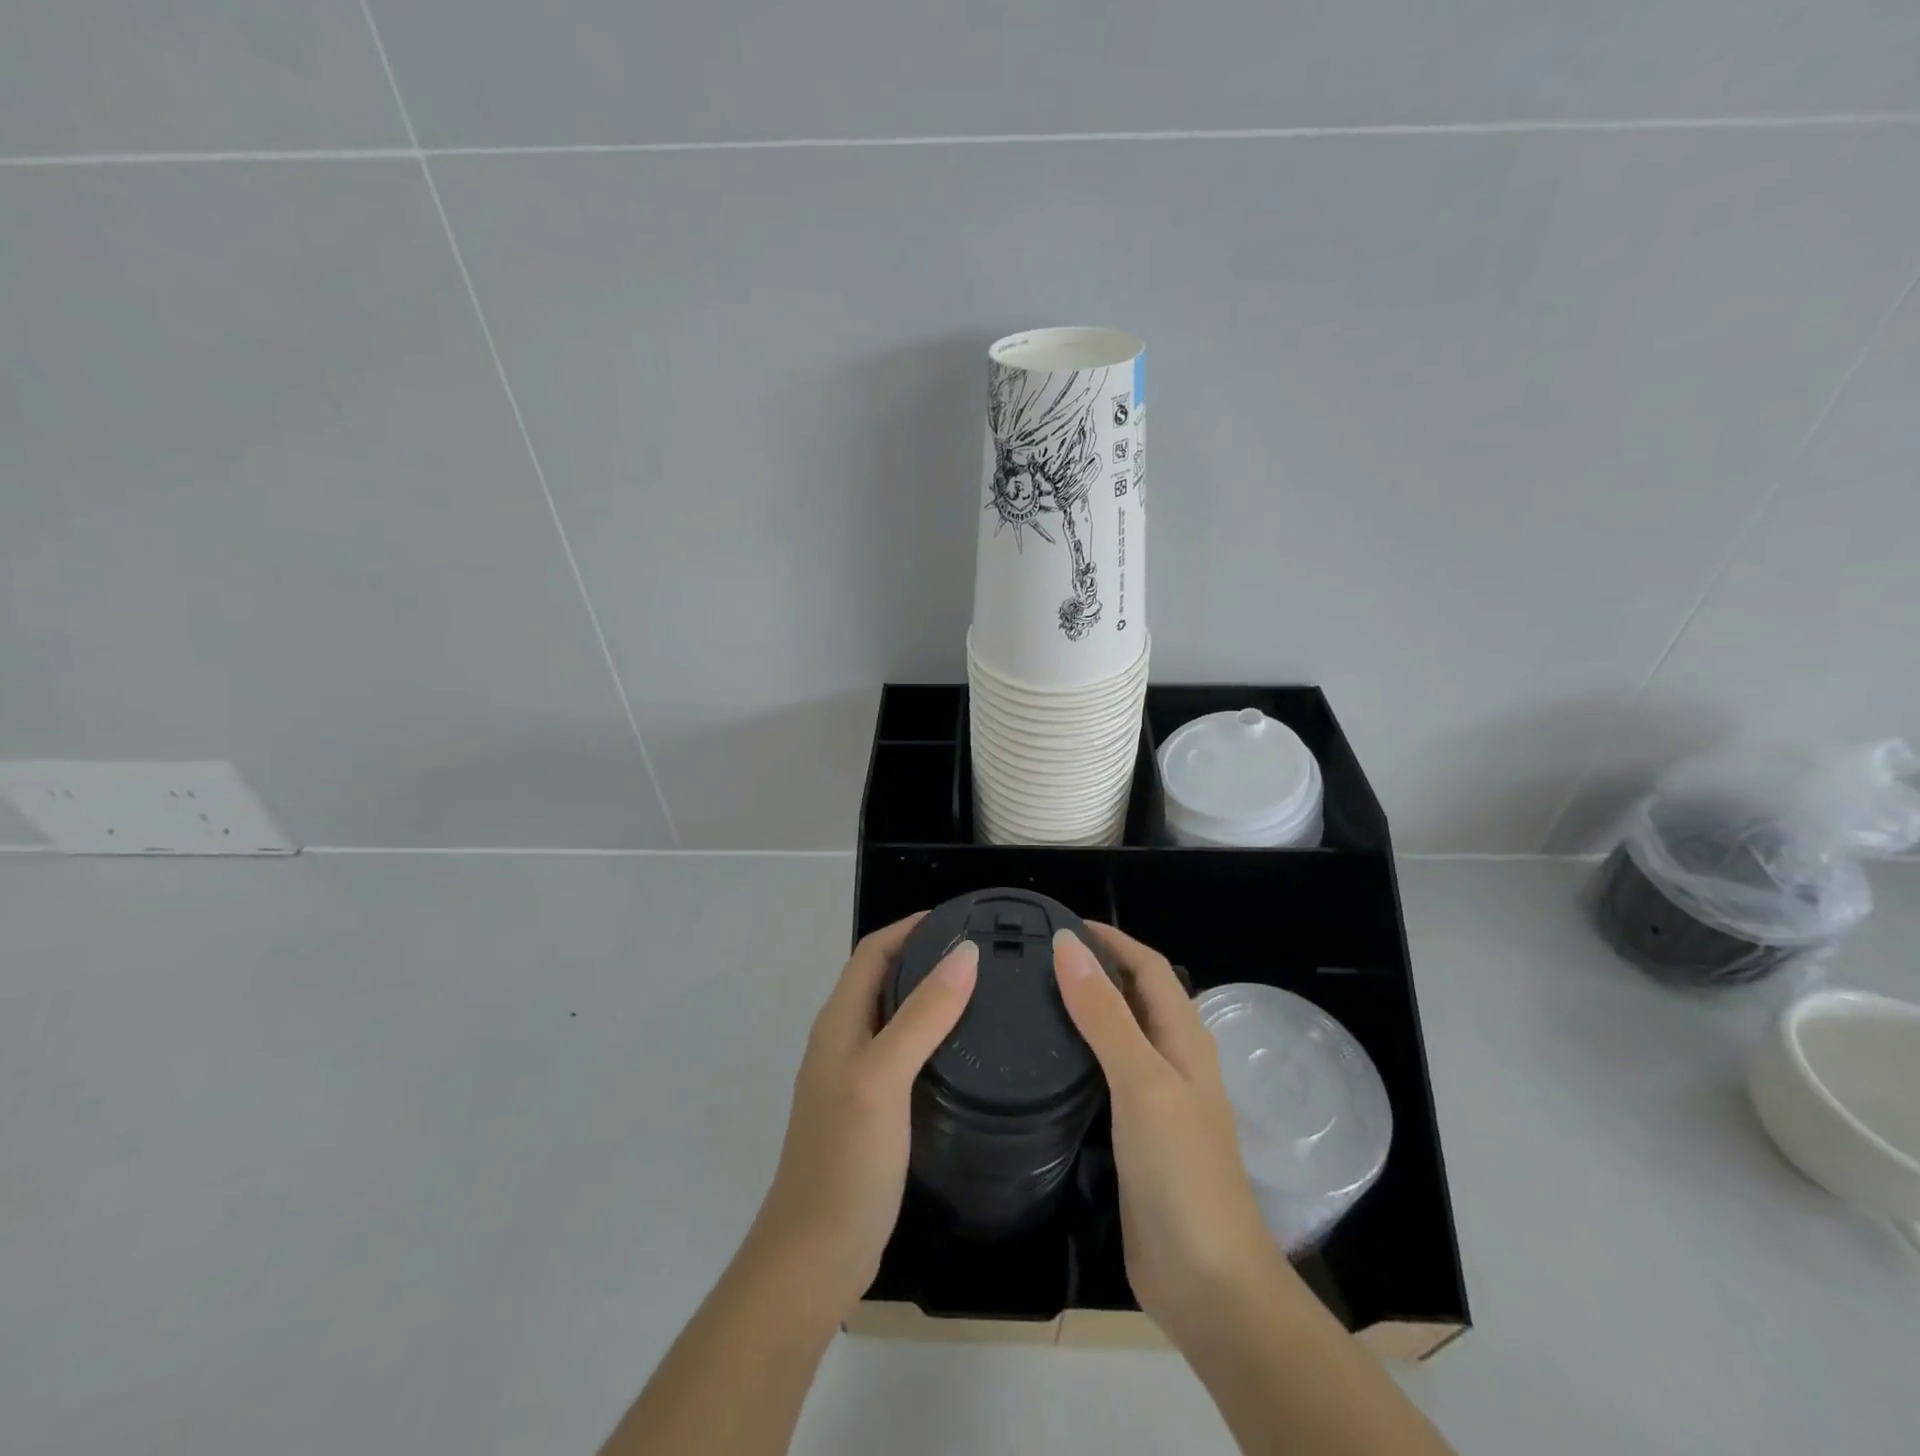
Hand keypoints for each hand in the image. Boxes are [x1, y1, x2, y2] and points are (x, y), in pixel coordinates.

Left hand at [746, 913, 978, 1323]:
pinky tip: (965, 1052)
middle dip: (927, 954)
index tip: (963, 918)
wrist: (813, 1260)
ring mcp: (855, 1077)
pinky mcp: (872, 1110)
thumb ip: (923, 1015)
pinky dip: (932, 1036)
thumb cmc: (844, 1162)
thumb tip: (965, 953)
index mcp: (839, 1022)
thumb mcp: (884, 1078)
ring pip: (895, 1016)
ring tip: (986, 993)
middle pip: (884, 978)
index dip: (912, 926)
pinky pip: (904, 1053)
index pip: (873, 950)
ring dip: (931, 995)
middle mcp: (843, 1040)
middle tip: (985, 953)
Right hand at [1053, 923, 1284, 1346]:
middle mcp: (1173, 1059)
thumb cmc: (1181, 1172)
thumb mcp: (1142, 1081)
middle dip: (1094, 967)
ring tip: (1030, 995)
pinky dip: (1079, 1052)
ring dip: (1084, 1008)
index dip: (1111, 939)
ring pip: (1118, 1034)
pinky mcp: (1135, 1133)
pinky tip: (1046, 1060)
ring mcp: (1155, 1099)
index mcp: (1184, 1038)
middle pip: (1133, 995)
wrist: (1208, 1283)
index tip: (1060, 922)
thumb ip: (1105, 1013)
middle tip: (1034, 957)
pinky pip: (1105, 1074)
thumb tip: (1068, 945)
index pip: (1148, 967)